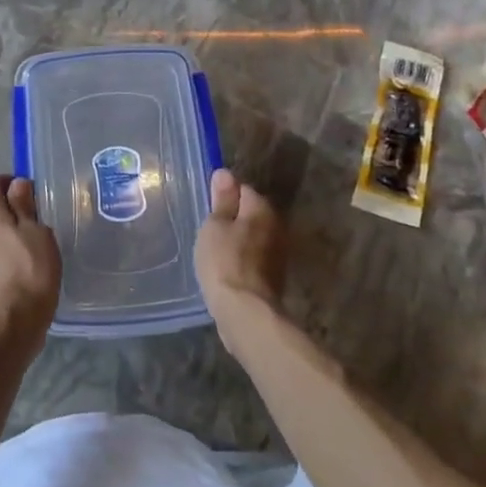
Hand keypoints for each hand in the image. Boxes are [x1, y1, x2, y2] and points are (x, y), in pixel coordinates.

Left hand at [0, 176, 61, 346]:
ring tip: (39, 236)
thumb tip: (17, 183)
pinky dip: (11, 246)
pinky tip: (30, 258)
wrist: (14, 321)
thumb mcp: (36, 230)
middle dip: (14, 204)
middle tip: (41, 213)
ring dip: (13, 226)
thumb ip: (24, 204)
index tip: (34, 191)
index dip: (12, 181)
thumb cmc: (30, 269)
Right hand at [196, 168, 285, 342]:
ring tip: (214, 249)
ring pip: (253, 237)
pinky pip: (254, 258)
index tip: (207, 208)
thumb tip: (225, 173)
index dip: (224, 196)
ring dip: (238, 240)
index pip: (243, 189)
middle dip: (233, 218)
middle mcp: (276, 226)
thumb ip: (221, 200)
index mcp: (262, 209)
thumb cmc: (224, 261)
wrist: (245, 313)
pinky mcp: (274, 277)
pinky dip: (242, 259)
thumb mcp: (214, 225)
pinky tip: (226, 268)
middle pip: (251, 213)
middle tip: (208, 229)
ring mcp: (278, 253)